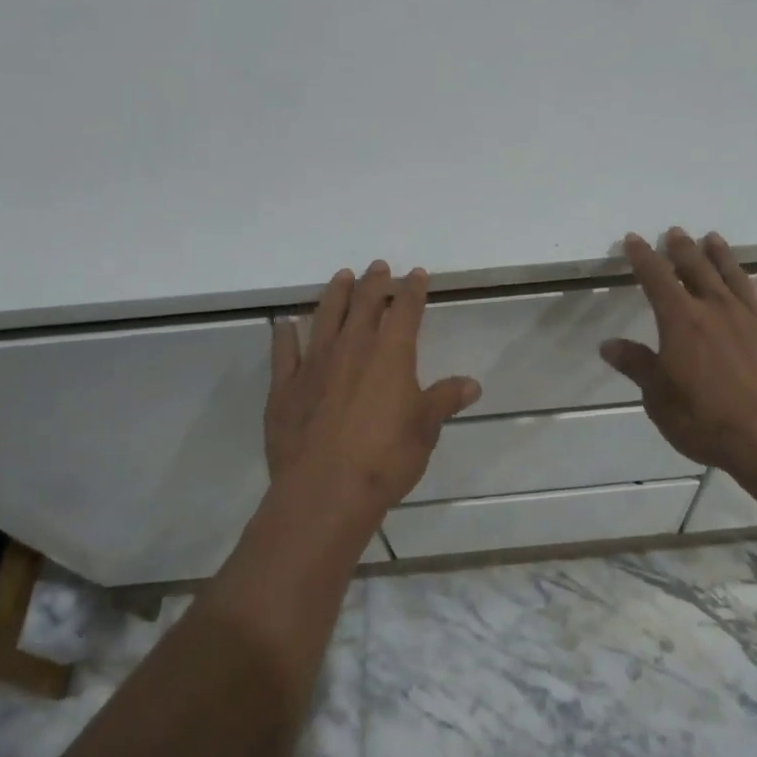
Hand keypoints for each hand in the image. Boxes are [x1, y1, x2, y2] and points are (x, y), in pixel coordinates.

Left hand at [265, 261, 480, 518]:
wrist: (325, 490)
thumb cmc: (385, 458)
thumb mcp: (425, 429)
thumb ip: (445, 400)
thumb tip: (472, 384)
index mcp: (391, 354)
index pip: (405, 310)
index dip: (412, 289)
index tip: (416, 274)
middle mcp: (352, 348)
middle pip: (364, 304)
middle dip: (374, 282)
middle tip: (378, 266)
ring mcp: (315, 364)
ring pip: (326, 317)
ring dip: (335, 294)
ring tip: (342, 277)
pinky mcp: (285, 387)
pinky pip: (284, 352)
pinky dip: (285, 335)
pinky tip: (285, 324)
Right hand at [600, 229, 756, 487]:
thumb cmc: (707, 420)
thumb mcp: (659, 399)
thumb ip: (637, 366)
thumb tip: (608, 345)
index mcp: (681, 320)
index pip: (656, 277)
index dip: (643, 257)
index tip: (634, 239)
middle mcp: (718, 309)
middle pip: (697, 268)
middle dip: (683, 248)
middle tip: (676, 232)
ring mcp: (756, 319)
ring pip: (736, 277)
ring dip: (722, 257)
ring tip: (713, 239)